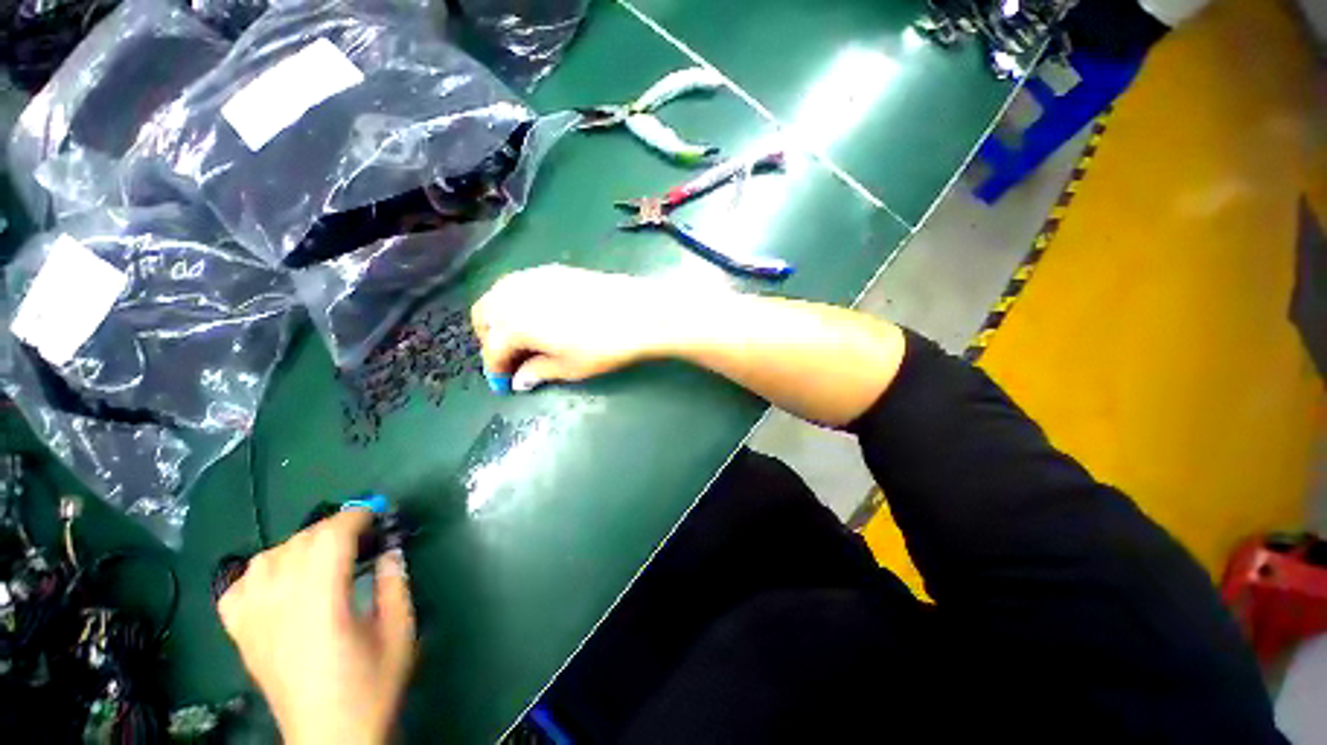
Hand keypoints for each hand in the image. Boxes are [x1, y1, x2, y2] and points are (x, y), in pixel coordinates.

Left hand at [218, 511, 415, 744]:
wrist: (329, 738)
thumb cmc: (371, 686)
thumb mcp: (399, 632)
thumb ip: (395, 584)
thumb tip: (391, 550)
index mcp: (321, 605)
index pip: (328, 540)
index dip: (354, 517)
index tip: (377, 513)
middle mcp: (280, 607)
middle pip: (299, 543)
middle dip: (334, 528)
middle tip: (362, 536)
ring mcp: (254, 621)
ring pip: (266, 558)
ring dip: (299, 545)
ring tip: (324, 555)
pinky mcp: (242, 635)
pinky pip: (238, 587)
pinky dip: (259, 572)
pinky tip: (279, 579)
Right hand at [471, 265, 685, 391]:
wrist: (638, 312)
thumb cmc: (602, 347)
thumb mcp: (568, 367)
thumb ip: (538, 371)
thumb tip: (519, 380)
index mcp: (514, 323)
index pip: (493, 349)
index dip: (495, 370)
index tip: (503, 383)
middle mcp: (515, 294)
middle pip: (485, 314)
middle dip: (490, 339)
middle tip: (510, 358)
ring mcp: (534, 277)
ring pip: (499, 294)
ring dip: (500, 317)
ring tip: (521, 337)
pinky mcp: (553, 270)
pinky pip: (520, 283)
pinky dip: (517, 300)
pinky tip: (538, 315)